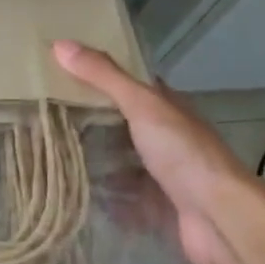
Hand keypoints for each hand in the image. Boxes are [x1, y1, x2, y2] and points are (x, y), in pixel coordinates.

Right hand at [53, 40, 264, 263]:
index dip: (99, 76)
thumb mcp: (141, 105)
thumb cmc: (183, 153)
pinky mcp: (157, 210)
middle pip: (121, 125)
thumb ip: (103, 76)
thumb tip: (59, 44)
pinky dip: (104, 199)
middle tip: (44, 117)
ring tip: (51, 156)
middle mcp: (166, 138)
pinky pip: (123, 202)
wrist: (220, 219)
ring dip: (94, 162)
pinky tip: (74, 196)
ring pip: (121, 163)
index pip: (129, 84)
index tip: (61, 72)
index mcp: (166, 107)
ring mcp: (163, 176)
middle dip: (89, 122)